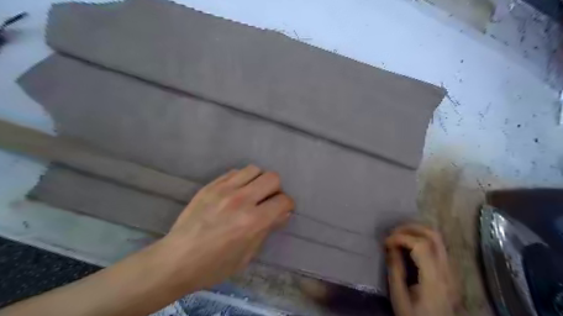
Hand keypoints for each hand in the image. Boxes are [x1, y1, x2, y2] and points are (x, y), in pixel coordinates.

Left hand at [155, 165, 291, 291]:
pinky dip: (242, 179)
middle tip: (268, 201)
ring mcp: (224, 189)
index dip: (287, 205)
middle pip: (272, 178)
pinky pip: (234, 172)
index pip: (283, 200)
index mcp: (253, 221)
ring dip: (259, 180)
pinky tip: (236, 191)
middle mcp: (242, 200)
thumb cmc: (214, 265)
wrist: (176, 259)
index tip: (282, 210)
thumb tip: (282, 214)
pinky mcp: (210, 186)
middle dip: (276, 189)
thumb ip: (267, 230)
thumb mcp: (247, 255)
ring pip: (254, 169)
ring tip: (252, 193)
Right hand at [385, 223, 458, 315]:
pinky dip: (423, 241)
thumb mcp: (399, 297)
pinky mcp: (450, 274)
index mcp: (434, 279)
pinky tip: (410, 247)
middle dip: (411, 228)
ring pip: (438, 240)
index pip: (421, 245)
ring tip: (400, 237)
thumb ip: (395, 270)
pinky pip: (438, 248)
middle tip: (393, 232)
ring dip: (418, 232)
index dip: (401, 237)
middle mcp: (447, 272)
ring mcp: (452, 272)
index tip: (386, 241)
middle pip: (434, 236)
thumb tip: (390, 247)